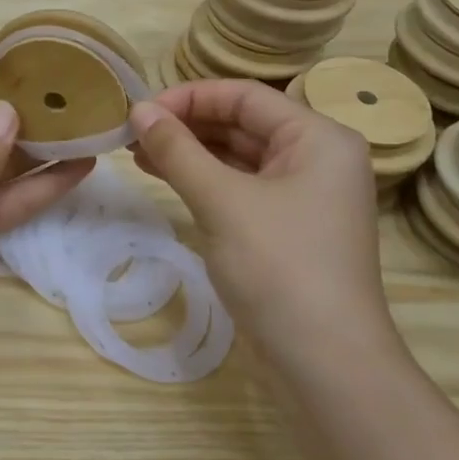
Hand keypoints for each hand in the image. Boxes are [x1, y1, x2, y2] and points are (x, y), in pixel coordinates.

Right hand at [129, 79, 399, 361]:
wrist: (326, 363)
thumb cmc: (280, 267)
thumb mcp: (222, 201)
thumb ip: (178, 150)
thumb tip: (138, 110)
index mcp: (319, 137)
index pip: (244, 96)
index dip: (188, 97)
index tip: (138, 112)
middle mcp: (318, 158)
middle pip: (243, 123)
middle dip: (187, 125)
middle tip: (132, 135)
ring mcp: (305, 196)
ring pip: (240, 158)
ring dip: (191, 153)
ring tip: (138, 155)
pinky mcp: (289, 228)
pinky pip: (242, 189)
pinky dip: (205, 181)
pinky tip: (168, 179)